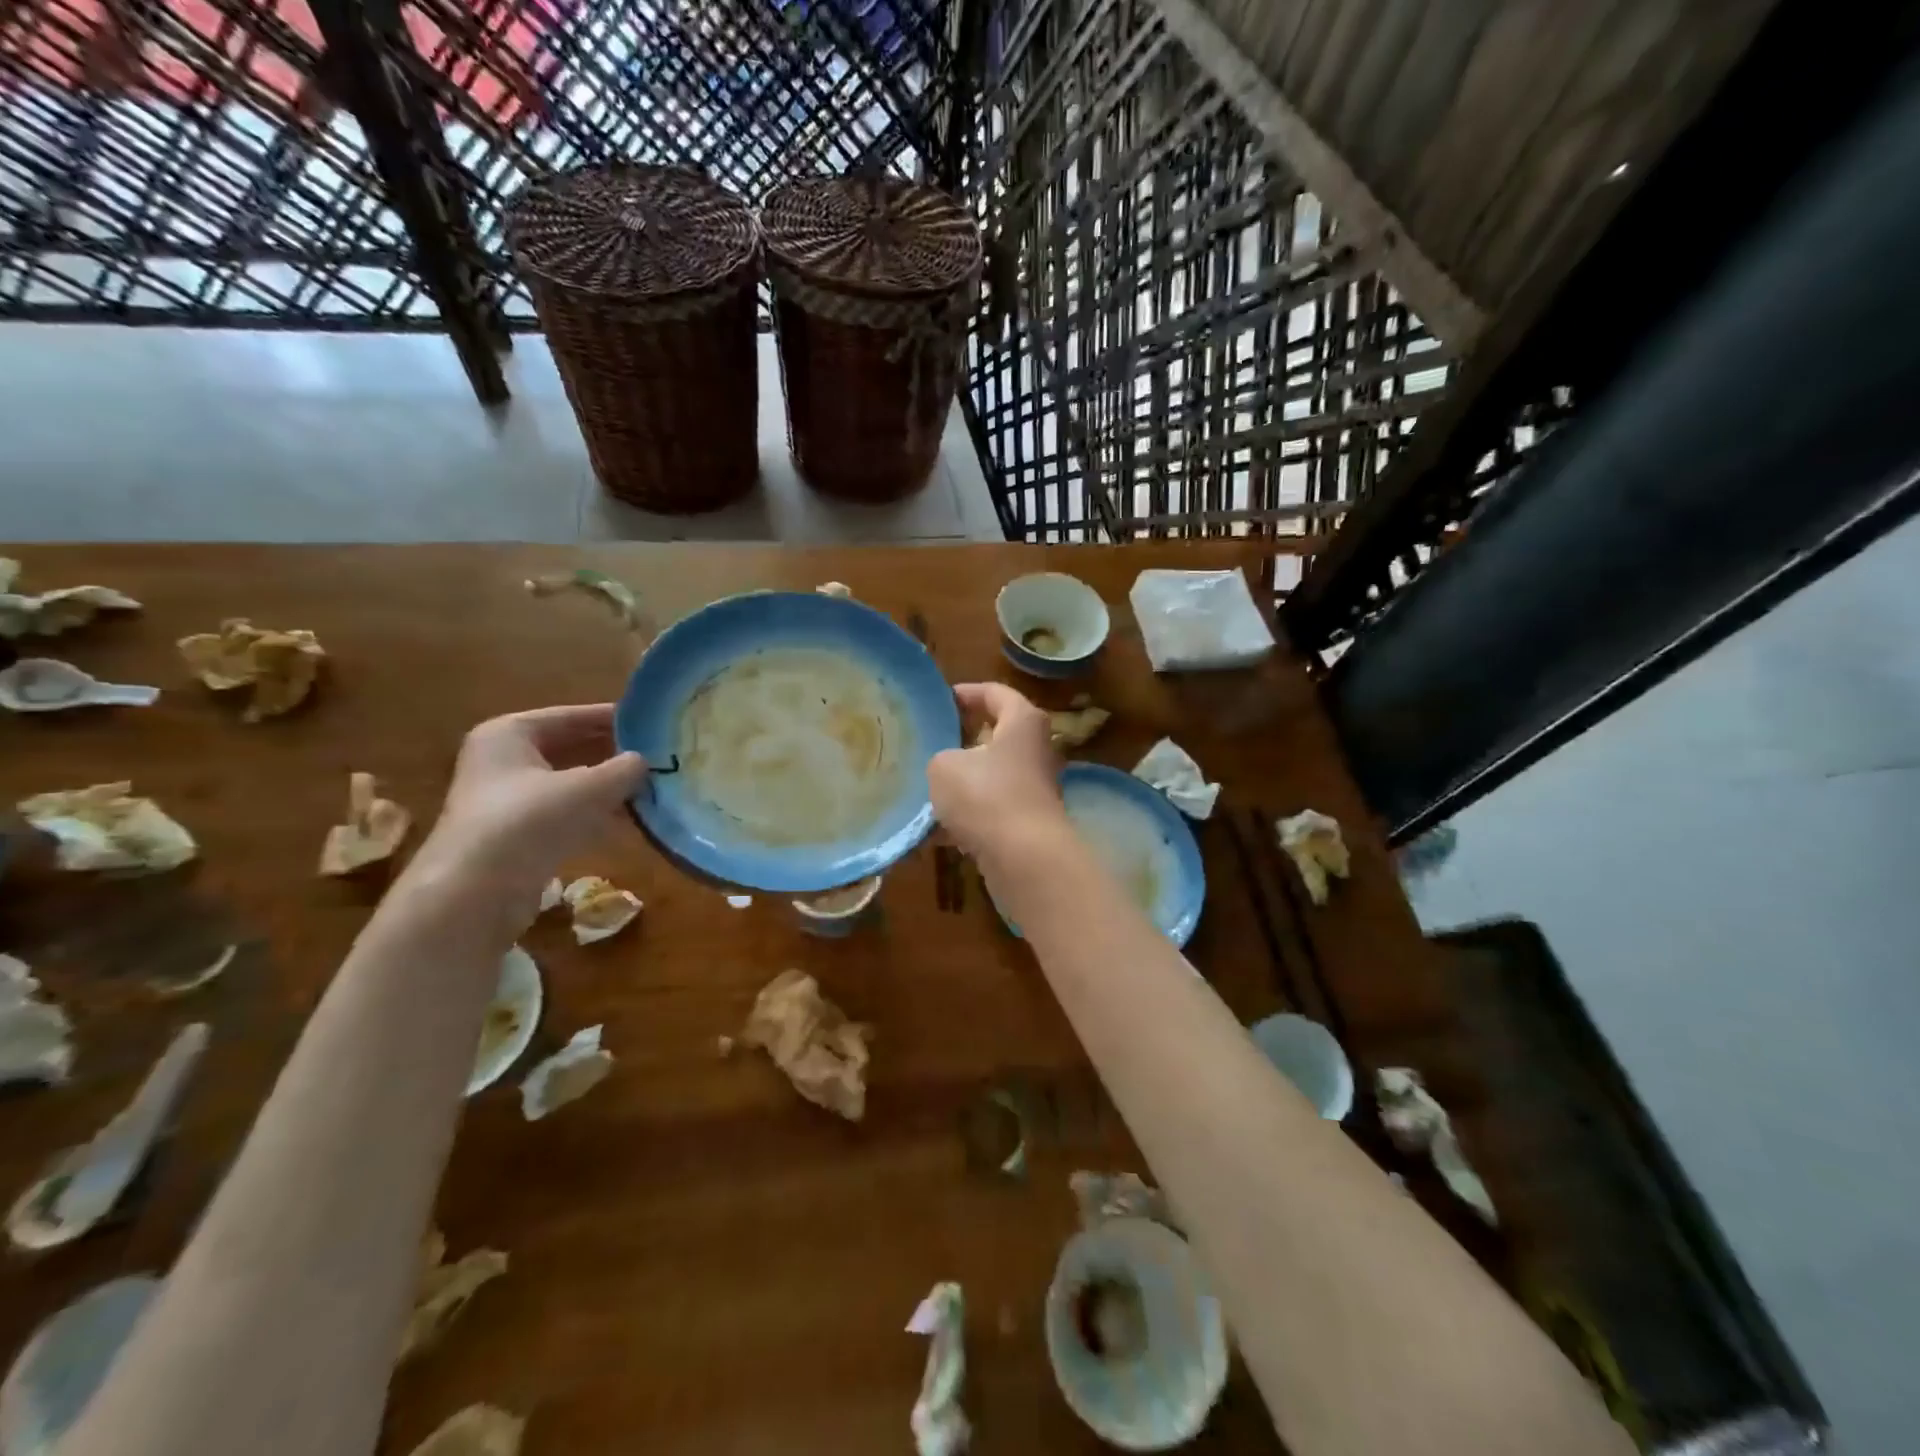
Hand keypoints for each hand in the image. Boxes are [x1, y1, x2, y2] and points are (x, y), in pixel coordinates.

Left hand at [410, 705, 646, 914]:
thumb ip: (624, 770)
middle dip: (613, 754)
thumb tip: (645, 761)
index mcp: (510, 733)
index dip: (614, 718)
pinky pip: (564, 813)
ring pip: (569, 783)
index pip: (572, 716)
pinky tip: (630, 819)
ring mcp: (507, 800)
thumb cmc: (529, 821)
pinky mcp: (516, 835)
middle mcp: (503, 760)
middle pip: (570, 748)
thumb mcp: (588, 788)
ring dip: (608, 786)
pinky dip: (595, 813)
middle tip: (659, 756)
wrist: (475, 894)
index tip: (654, 723)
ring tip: (653, 786)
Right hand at [928, 682, 1065, 858]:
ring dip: (962, 783)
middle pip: (997, 736)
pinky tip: (933, 832)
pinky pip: (990, 812)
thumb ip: (941, 757)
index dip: (967, 692)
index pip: (996, 693)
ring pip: (991, 777)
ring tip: (926, 787)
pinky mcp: (1026, 823)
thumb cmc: (985, 796)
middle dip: (963, 740)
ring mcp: (1034, 789)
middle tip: (931, 741)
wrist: (1024, 858)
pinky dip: (965, 819)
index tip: (942, 699)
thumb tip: (947, 768)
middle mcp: (1036, 751)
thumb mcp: (944, 766)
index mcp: (1023, 722)